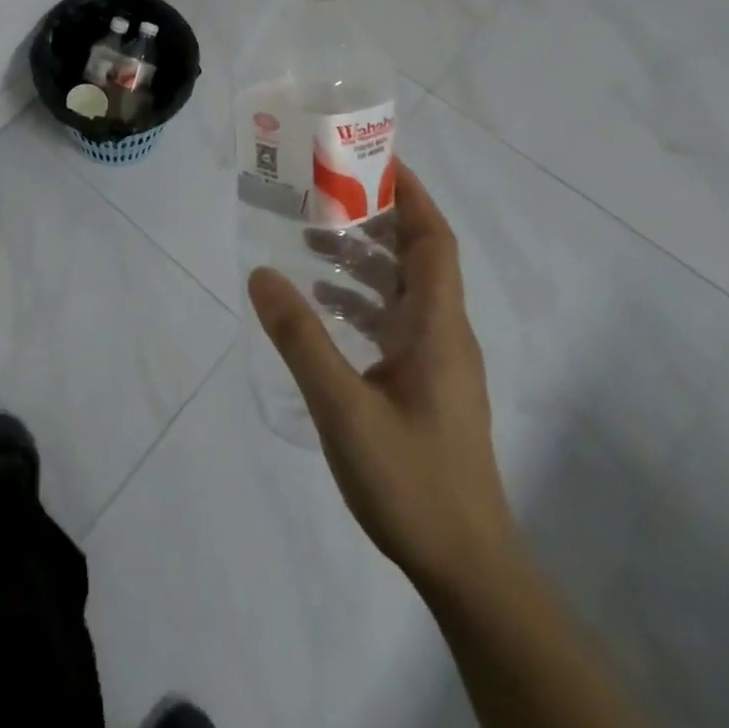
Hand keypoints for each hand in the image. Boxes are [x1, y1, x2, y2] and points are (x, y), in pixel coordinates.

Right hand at [248, 160, 516, 599]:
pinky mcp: (425, 387)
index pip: (433, 240)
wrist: (467, 568)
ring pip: (402, 290)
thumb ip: (301, 338)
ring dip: (363, 261)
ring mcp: (437, 363)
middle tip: (323, 196)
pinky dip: (360, 302)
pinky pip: (393, 323)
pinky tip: (322, 307)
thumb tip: (261, 273)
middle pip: (417, 257)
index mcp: (438, 327)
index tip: (372, 159)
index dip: (410, 194)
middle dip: (374, 220)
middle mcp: (444, 333)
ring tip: (310, 243)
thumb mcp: (343, 407)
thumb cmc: (411, 480)